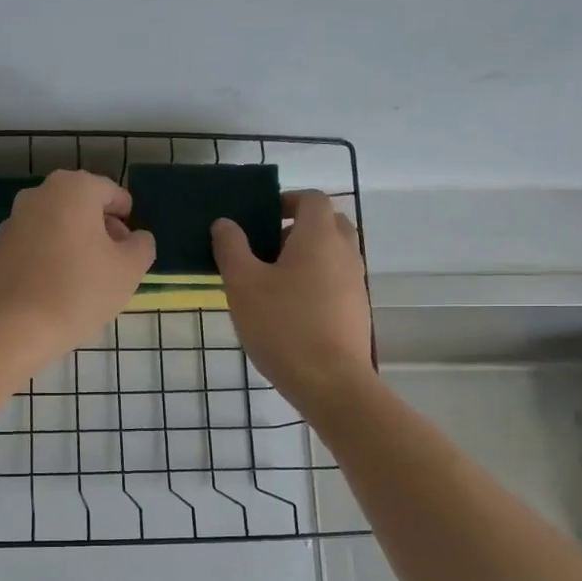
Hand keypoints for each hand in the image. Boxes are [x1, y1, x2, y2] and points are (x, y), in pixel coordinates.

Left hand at [0, 169, 155, 369]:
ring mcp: (14, 218)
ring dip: (75, 241)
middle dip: (100, 229)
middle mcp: (39, 193)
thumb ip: (142, 245)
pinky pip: (35, 242)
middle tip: (111, 264)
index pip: (113, 194)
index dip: (126, 219)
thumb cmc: (81, 291)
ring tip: (85, 278)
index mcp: (74, 188)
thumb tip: (134, 238)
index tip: (129, 248)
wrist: (17, 327)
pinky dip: (50, 254)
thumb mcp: (130, 269)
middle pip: (82, 205)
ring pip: (57, 223)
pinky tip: (56, 285)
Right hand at [213, 191, 373, 408]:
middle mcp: (345, 252)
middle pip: (329, 223)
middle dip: (298, 227)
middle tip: (266, 248)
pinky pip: (337, 281)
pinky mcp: (357, 310)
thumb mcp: (243, 285)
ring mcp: (356, 283)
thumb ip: (231, 248)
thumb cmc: (282, 325)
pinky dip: (316, 282)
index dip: (287, 200)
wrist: (330, 381)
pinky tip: (289, 310)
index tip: (262, 217)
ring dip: (307, 257)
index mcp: (319, 237)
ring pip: (334, 254)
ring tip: (272, 283)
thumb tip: (225, 223)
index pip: (312, 198)